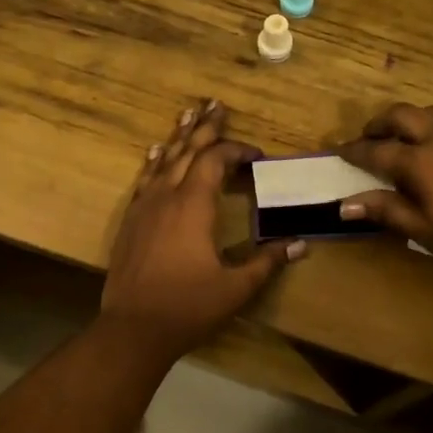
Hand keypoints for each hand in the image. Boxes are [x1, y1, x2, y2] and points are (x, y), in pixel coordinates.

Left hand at [102, 100, 305, 358]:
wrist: (133, 328)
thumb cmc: (188, 307)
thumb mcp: (236, 287)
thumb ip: (267, 262)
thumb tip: (302, 244)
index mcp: (194, 206)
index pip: (215, 162)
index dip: (235, 151)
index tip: (256, 155)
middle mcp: (167, 197)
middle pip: (187, 151)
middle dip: (205, 128)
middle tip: (215, 104)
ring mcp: (144, 207)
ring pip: (164, 161)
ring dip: (179, 137)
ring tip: (188, 114)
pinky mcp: (131, 221)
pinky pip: (145, 180)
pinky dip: (154, 162)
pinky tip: (156, 153)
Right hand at [336, 103, 432, 282]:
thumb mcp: (429, 234)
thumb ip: (388, 212)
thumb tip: (345, 204)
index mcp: (421, 162)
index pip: (376, 150)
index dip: (354, 150)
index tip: (339, 151)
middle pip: (401, 115)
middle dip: (379, 124)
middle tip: (368, 137)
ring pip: (432, 112)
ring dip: (410, 120)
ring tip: (406, 138)